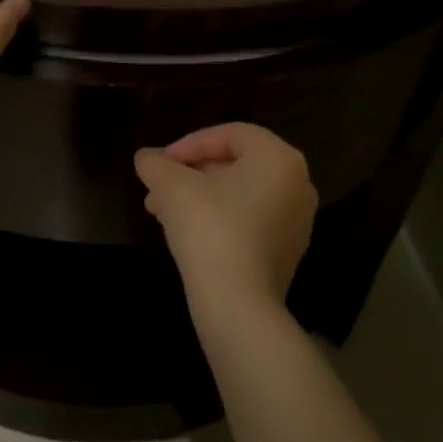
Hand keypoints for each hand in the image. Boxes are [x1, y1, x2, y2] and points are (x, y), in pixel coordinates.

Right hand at [134, 123, 317, 315]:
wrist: (239, 306)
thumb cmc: (210, 230)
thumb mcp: (173, 188)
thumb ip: (157, 165)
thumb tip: (145, 157)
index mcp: (278, 158)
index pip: (229, 135)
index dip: (188, 144)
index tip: (160, 163)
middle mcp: (297, 183)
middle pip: (235, 164)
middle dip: (190, 174)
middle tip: (157, 187)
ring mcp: (296, 220)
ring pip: (238, 195)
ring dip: (198, 197)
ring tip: (160, 211)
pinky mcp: (288, 251)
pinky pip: (249, 220)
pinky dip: (218, 218)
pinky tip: (184, 233)